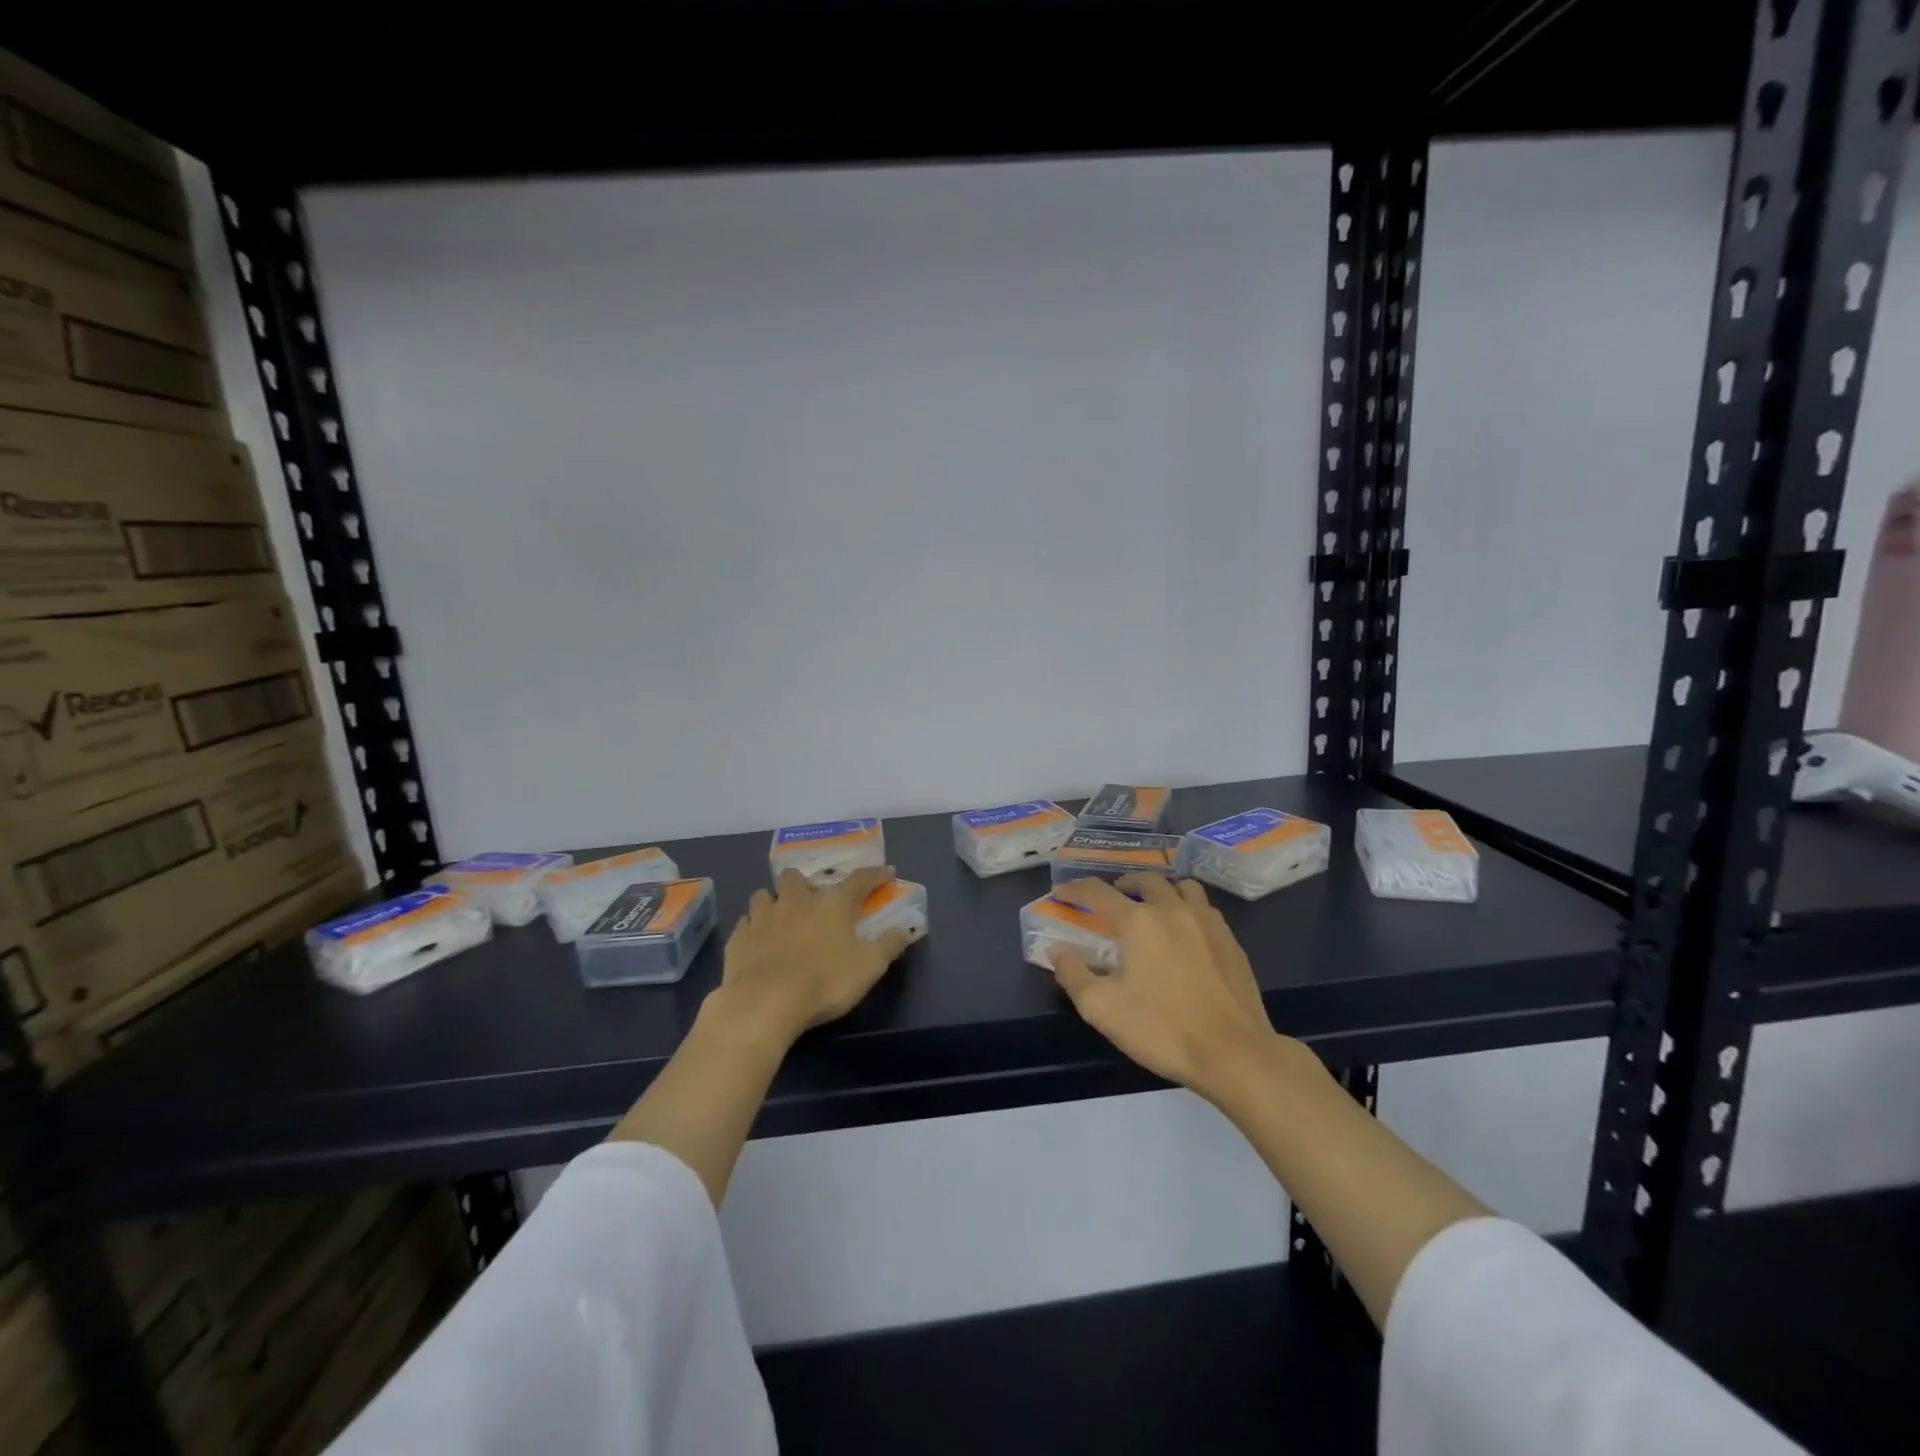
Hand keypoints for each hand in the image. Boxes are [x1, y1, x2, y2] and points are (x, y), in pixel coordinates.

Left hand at [716, 865, 918, 1047]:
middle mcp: (796, 901)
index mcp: (832, 904)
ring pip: (764, 895)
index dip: (875, 875)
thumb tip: (907, 927)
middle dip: (805, 884)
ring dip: (774, 902)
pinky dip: (753, 927)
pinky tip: (758, 940)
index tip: (886, 872)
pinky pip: (745, 922)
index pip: (859, 879)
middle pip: (797, 877)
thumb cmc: (824, 982)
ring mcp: (763, 917)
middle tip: (813, 901)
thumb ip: (890, 944)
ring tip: (781, 917)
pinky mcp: (739, 938)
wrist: (764, 1003)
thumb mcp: (869, 967)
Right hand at [1048, 875, 1278, 1098]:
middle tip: (1110, 899)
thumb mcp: (1102, 1009)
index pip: (1098, 892)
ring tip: (1151, 907)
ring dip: (1160, 890)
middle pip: (1145, 880)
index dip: (1075, 889)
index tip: (1061, 892)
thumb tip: (1057, 951)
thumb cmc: (1162, 1029)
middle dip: (1122, 884)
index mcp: (1139, 921)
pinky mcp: (1231, 941)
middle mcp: (1173, 910)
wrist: (1234, 1053)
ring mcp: (1207, 922)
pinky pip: (1205, 908)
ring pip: (1181, 887)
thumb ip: (1073, 974)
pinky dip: (1187, 908)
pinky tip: (1185, 932)